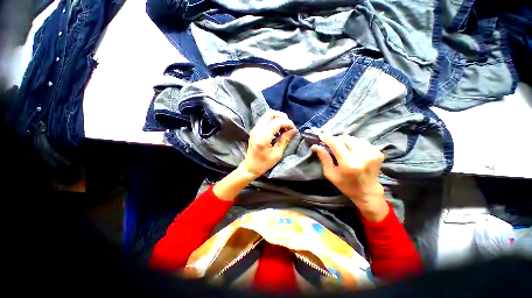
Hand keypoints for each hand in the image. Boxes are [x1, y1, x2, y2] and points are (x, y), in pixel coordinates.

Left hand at [240, 110, 296, 178]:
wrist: (250, 167)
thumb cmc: (263, 163)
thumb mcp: (277, 154)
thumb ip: (284, 140)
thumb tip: (293, 130)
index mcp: (263, 136)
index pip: (277, 122)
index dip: (288, 123)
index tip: (294, 129)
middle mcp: (257, 129)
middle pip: (270, 113)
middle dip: (282, 117)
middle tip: (288, 126)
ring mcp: (255, 129)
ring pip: (267, 116)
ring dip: (278, 119)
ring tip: (284, 129)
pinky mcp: (254, 130)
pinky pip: (265, 121)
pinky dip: (273, 122)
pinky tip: (278, 131)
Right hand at [312, 134, 388, 220]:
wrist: (368, 192)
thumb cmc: (345, 184)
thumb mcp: (330, 173)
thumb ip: (324, 158)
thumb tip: (315, 146)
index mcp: (348, 163)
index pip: (336, 143)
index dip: (327, 138)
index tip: (321, 135)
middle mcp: (362, 156)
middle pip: (345, 138)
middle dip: (336, 140)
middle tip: (332, 145)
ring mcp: (372, 153)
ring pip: (354, 138)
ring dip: (346, 142)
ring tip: (343, 149)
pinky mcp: (378, 152)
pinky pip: (362, 141)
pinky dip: (355, 144)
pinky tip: (353, 152)